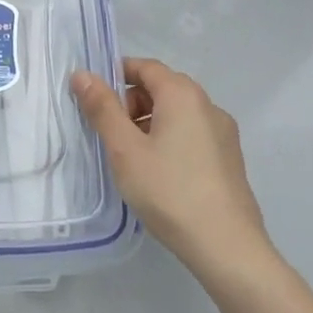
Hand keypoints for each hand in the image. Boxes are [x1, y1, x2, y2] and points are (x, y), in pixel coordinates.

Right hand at [71, 57, 272, 285]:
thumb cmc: (169, 190)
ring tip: (132, 159)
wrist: (226, 246)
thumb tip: (82, 74)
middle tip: (110, 135)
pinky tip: (159, 174)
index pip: (145, 67)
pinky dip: (170, 140)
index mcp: (183, 94)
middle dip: (131, 103)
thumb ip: (102, 108)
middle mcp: (208, 105)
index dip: (116, 76)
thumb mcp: (124, 149)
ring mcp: (224, 133)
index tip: (94, 100)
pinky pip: (193, 134)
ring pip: (178, 113)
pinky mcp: (230, 159)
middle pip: (162, 88)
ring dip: (150, 123)